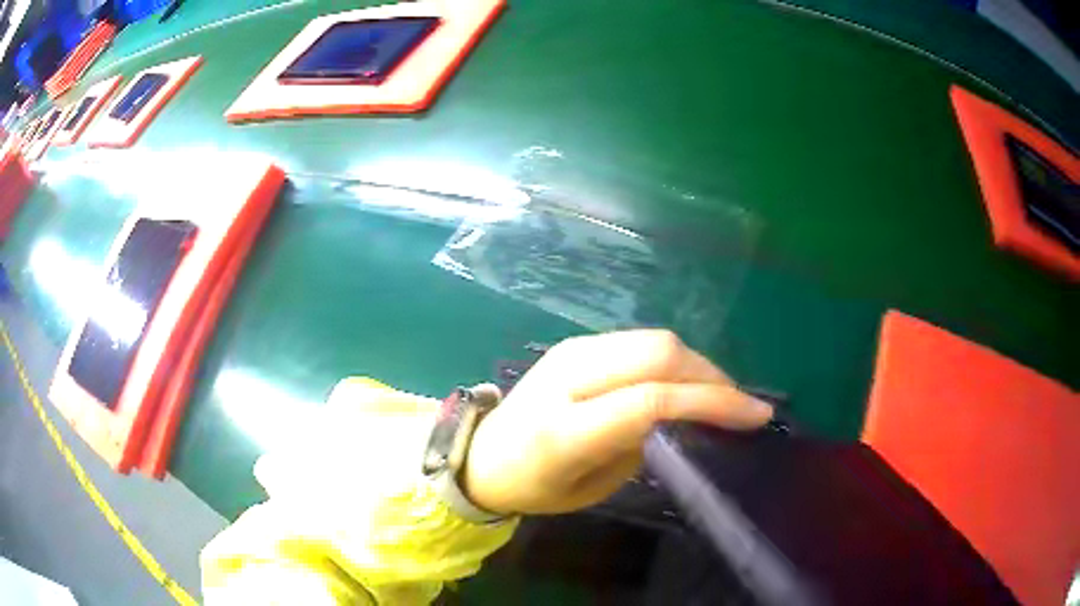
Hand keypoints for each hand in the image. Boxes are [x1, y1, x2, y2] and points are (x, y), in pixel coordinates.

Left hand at [463, 330, 773, 515]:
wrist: (482, 453)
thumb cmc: (535, 486)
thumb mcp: (591, 487)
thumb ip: (640, 446)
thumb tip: (686, 414)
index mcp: (565, 429)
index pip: (652, 400)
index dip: (712, 402)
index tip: (755, 415)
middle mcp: (568, 377)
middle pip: (658, 354)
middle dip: (712, 376)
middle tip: (741, 405)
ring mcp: (571, 350)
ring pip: (654, 339)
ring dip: (697, 363)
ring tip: (720, 394)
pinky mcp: (575, 342)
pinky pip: (639, 341)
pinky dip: (673, 358)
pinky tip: (686, 381)